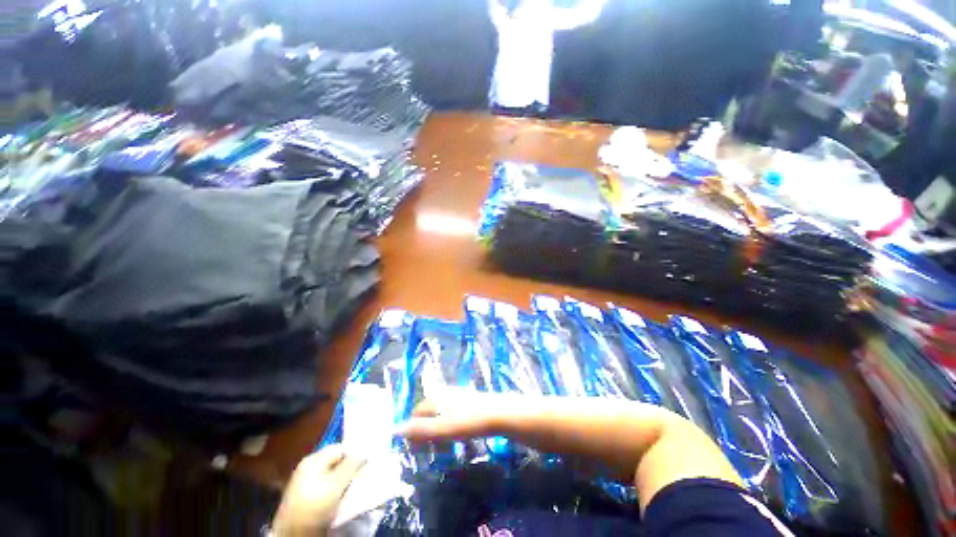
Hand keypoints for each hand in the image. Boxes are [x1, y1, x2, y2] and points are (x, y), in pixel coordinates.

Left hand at [272, 445, 365, 536]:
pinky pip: (326, 486)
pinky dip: (335, 490)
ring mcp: (304, 482)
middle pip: (335, 461)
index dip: (353, 454)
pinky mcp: (305, 496)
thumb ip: (352, 464)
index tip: (365, 465)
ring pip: (332, 475)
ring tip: (351, 489)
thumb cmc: (315, 506)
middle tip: (360, 478)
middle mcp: (307, 467)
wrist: (294, 535)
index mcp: (312, 459)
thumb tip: (365, 451)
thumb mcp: (336, 484)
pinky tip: (340, 498)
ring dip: (343, 481)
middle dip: (349, 469)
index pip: (339, 448)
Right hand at [398, 393, 522, 442]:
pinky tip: (459, 435)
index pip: (418, 412)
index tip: (415, 448)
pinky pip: (454, 414)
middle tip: (429, 449)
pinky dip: (451, 426)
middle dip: (425, 431)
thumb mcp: (442, 429)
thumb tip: (396, 430)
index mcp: (437, 398)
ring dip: (438, 430)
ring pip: (442, 413)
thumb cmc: (469, 421)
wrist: (499, 413)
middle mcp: (446, 394)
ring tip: (443, 445)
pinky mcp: (471, 401)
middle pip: (429, 412)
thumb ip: (420, 430)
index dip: (413, 429)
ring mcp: (460, 396)